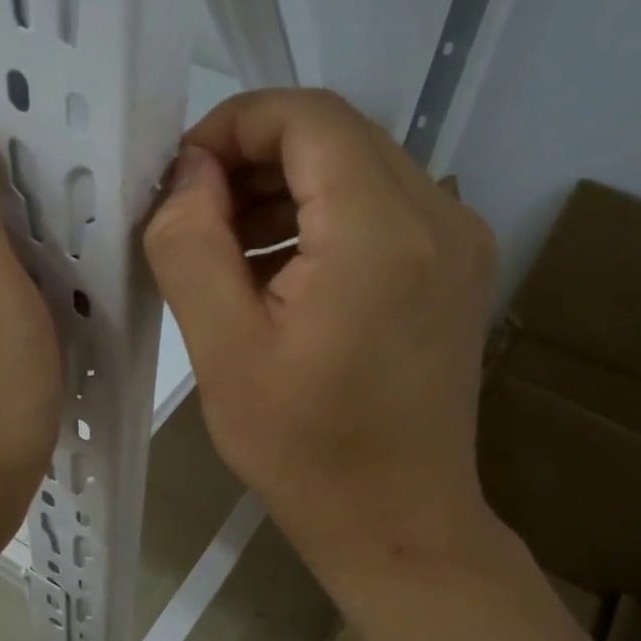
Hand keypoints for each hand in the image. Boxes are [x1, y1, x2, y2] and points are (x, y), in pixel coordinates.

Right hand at [143, 89, 504, 598]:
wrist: (398, 524)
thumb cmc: (305, 452)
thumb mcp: (223, 352)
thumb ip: (191, 246)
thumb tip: (187, 176)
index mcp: (380, 231)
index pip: (306, 117)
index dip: (232, 126)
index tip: (180, 181)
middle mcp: (438, 216)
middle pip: (335, 137)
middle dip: (253, 161)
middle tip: (195, 221)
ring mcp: (460, 241)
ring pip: (359, 170)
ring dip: (286, 191)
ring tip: (229, 254)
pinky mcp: (458, 270)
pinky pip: (384, 210)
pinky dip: (324, 220)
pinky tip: (281, 275)